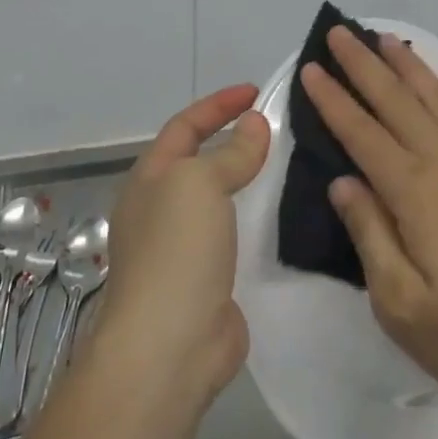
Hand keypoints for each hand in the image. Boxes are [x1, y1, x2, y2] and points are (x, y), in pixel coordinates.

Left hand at [91, 85, 268, 415]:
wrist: (168, 347)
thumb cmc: (176, 251)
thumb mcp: (200, 184)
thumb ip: (230, 153)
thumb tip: (254, 125)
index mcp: (150, 178)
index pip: (185, 126)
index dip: (218, 105)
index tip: (255, 91)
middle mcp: (160, 208)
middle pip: (199, 161)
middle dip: (233, 139)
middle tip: (276, 127)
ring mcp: (182, 248)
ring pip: (218, 199)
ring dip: (246, 180)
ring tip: (287, 166)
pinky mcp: (206, 281)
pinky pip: (234, 236)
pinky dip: (254, 220)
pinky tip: (282, 218)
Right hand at [299, 28, 437, 404]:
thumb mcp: (400, 302)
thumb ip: (369, 234)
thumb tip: (342, 181)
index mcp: (414, 192)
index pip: (362, 133)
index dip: (333, 99)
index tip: (311, 68)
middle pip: (396, 101)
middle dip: (363, 65)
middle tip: (339, 32)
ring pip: (433, 99)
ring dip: (405, 66)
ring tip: (383, 38)